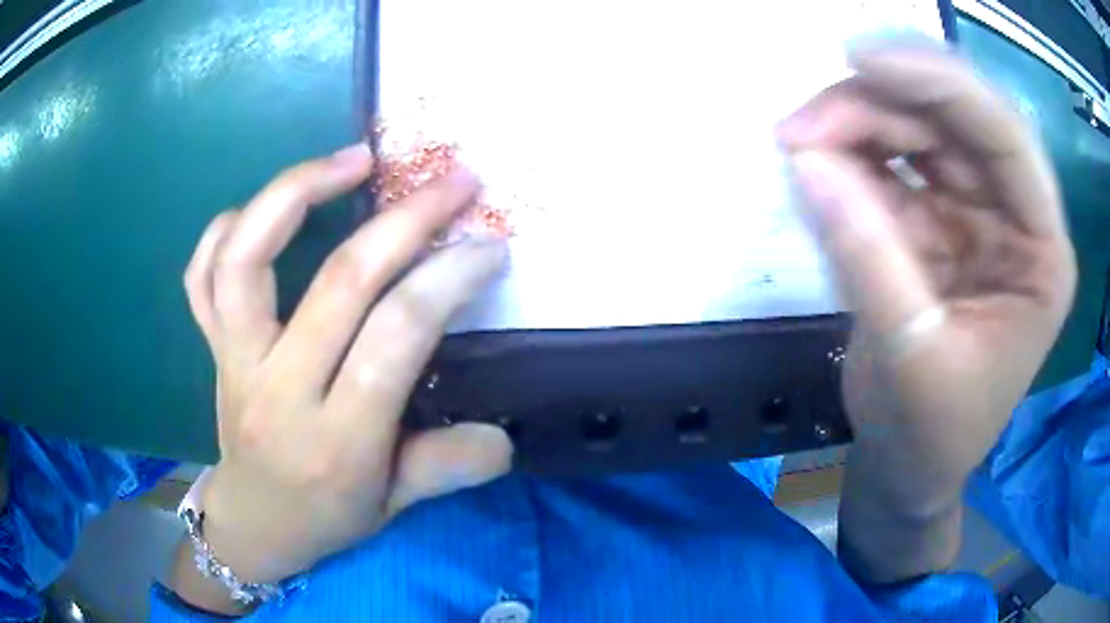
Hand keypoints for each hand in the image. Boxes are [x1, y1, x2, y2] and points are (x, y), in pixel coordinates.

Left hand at [180, 144, 512, 592]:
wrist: (254, 523)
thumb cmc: (328, 516)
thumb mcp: (395, 506)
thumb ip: (447, 469)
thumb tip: (504, 435)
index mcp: (336, 441)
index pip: (395, 339)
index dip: (447, 280)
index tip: (488, 245)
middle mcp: (278, 390)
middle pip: (338, 282)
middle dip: (407, 220)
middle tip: (454, 181)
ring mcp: (234, 360)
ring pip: (247, 258)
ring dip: (299, 191)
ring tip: (353, 158)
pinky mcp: (211, 346)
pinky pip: (202, 275)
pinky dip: (225, 228)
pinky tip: (265, 206)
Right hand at [778, 41, 1074, 579]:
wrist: (908, 465)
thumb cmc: (929, 435)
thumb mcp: (910, 357)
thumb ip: (867, 255)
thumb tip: (805, 158)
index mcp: (1041, 253)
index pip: (1005, 138)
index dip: (940, 85)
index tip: (860, 59)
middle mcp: (1015, 217)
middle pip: (956, 122)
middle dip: (881, 105)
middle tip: (804, 122)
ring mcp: (974, 212)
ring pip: (919, 131)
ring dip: (857, 124)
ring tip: (798, 142)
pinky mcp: (936, 219)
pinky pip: (893, 164)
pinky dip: (851, 156)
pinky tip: (816, 165)